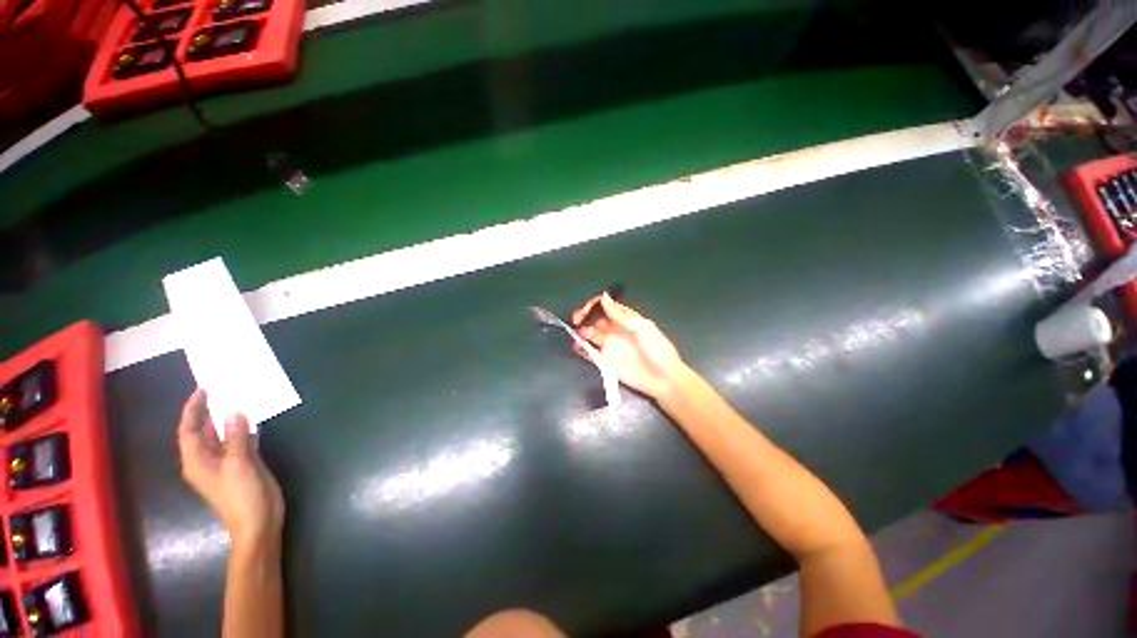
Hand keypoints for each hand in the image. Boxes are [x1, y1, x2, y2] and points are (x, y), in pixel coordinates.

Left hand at [177, 389, 284, 548]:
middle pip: (204, 432)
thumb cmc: (241, 495)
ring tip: (239, 399)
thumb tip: (234, 412)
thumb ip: (237, 437)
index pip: (189, 430)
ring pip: (224, 436)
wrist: (258, 521)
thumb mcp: (239, 464)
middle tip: (223, 389)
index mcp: (197, 461)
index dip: (193, 410)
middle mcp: (208, 460)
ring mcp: (227, 463)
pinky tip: (255, 419)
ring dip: (229, 419)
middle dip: (210, 412)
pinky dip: (245, 430)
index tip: (203, 390)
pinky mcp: (243, 465)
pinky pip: (240, 442)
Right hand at [571, 293, 688, 398]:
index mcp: (625, 319)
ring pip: (589, 335)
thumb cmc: (658, 350)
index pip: (605, 306)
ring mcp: (609, 345)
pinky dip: (582, 349)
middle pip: (594, 319)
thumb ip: (621, 316)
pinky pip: (590, 353)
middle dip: (583, 317)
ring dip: (580, 333)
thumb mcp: (642, 329)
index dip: (593, 305)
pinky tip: (578, 349)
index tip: (586, 311)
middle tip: (576, 321)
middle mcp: (614, 329)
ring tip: (578, 337)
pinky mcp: (606, 361)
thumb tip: (603, 297)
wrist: (664, 379)